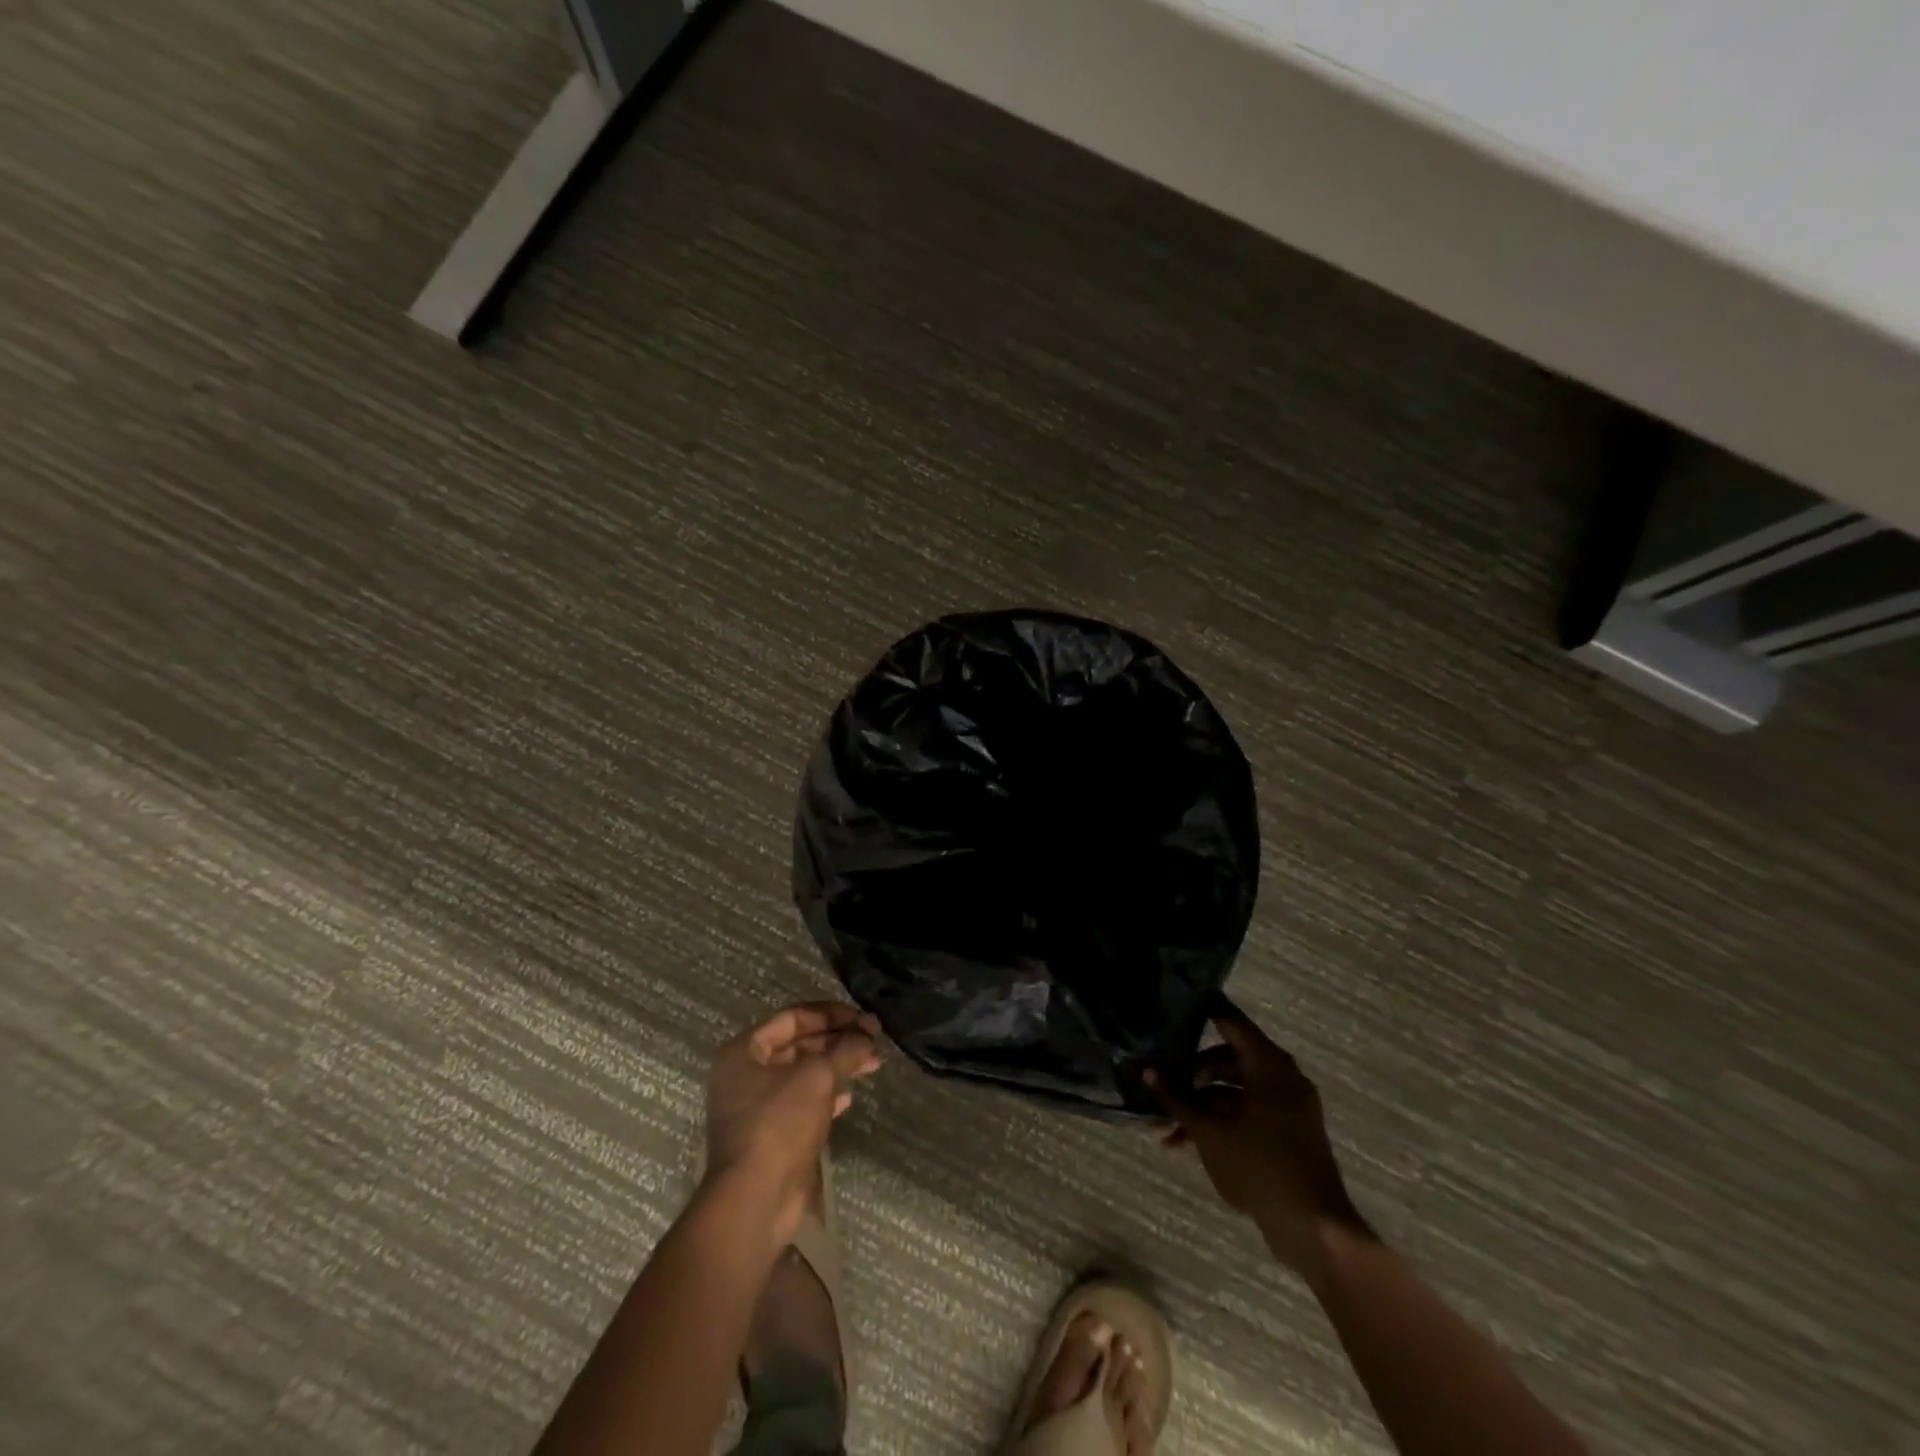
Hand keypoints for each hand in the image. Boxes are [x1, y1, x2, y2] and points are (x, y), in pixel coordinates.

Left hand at [703, 1001, 881, 1241]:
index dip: (831, 1014)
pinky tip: (849, 1098)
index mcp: (744, 1051)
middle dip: (838, 1041)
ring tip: (872, 1064)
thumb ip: (846, 1048)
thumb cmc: (779, 1124)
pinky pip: (801, 1104)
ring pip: (803, 1074)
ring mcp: (755, 1108)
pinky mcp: (769, 1136)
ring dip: (837, 1067)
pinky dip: (826, 1096)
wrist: (755, 1201)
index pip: (793, 1017)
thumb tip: (871, 1029)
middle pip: (798, 1045)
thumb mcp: (818, 1076)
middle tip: (873, 1040)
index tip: (863, 1018)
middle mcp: (744, 1075)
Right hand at [1148, 998, 1372, 1277]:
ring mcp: (1287, 1107)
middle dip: (1190, 1074)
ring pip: (1234, 1091)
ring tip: (1164, 1127)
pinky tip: (1186, 1143)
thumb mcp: (1209, 1131)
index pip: (1230, 1021)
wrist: (1315, 1229)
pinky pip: (1248, 1113)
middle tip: (1160, 1080)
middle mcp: (1282, 1077)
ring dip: (1200, 1105)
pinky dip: (1221, 1121)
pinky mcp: (1288, 1134)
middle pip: (1228, 1059)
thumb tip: (1150, 1071)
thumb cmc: (1260, 1167)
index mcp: (1269, 1065)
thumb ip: (1178, 1098)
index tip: (1174, 1005)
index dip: (1202, 1011)